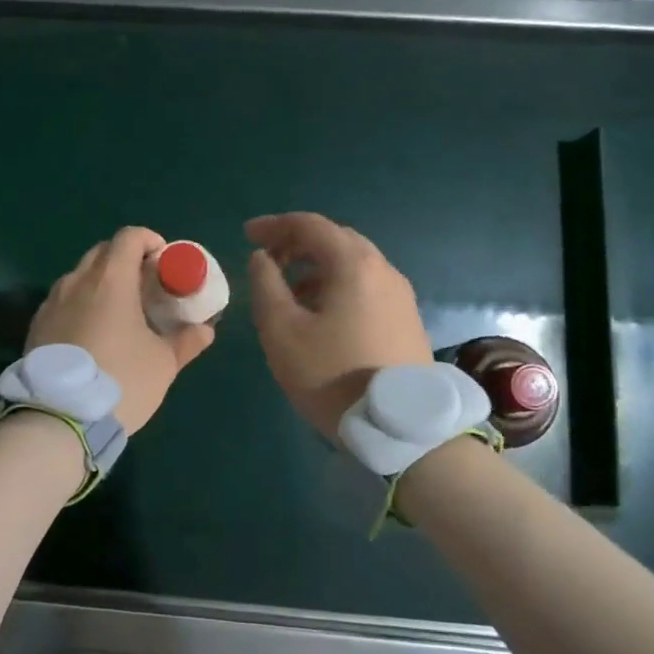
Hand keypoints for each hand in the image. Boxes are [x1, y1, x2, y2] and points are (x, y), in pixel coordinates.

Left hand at [27, 226, 215, 433]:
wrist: (59, 418)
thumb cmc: (121, 381)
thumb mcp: (163, 363)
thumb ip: (186, 341)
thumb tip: (205, 330)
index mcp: (111, 279)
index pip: (129, 237)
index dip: (150, 241)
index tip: (163, 261)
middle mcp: (77, 281)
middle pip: (103, 252)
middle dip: (126, 260)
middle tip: (145, 287)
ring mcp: (51, 302)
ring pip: (80, 276)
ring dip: (101, 283)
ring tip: (119, 312)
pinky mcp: (37, 325)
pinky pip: (63, 301)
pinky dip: (81, 304)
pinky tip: (92, 334)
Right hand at [246, 212, 434, 440]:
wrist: (400, 428)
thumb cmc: (332, 374)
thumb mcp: (282, 330)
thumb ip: (266, 285)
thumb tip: (262, 257)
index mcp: (353, 264)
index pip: (310, 225)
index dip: (274, 225)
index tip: (246, 235)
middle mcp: (383, 270)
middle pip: (336, 239)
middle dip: (297, 242)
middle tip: (267, 258)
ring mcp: (400, 295)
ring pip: (353, 264)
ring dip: (316, 266)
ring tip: (288, 290)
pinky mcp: (406, 319)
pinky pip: (365, 286)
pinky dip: (336, 284)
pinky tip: (320, 313)